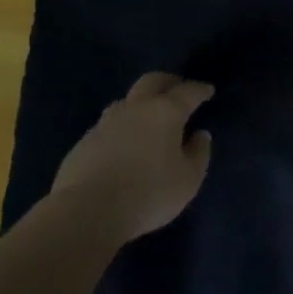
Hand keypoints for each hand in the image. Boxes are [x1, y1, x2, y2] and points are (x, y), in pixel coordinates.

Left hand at [52, 72, 214, 243]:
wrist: (87, 212)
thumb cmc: (149, 194)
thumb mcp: (188, 180)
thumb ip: (199, 154)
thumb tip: (199, 135)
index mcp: (165, 112)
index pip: (188, 92)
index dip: (200, 89)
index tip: (208, 90)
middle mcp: (135, 109)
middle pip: (152, 81)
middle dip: (168, 81)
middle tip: (178, 88)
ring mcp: (105, 123)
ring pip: (126, 101)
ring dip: (141, 102)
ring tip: (149, 116)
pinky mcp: (84, 142)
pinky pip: (108, 125)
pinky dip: (122, 127)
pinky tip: (124, 143)